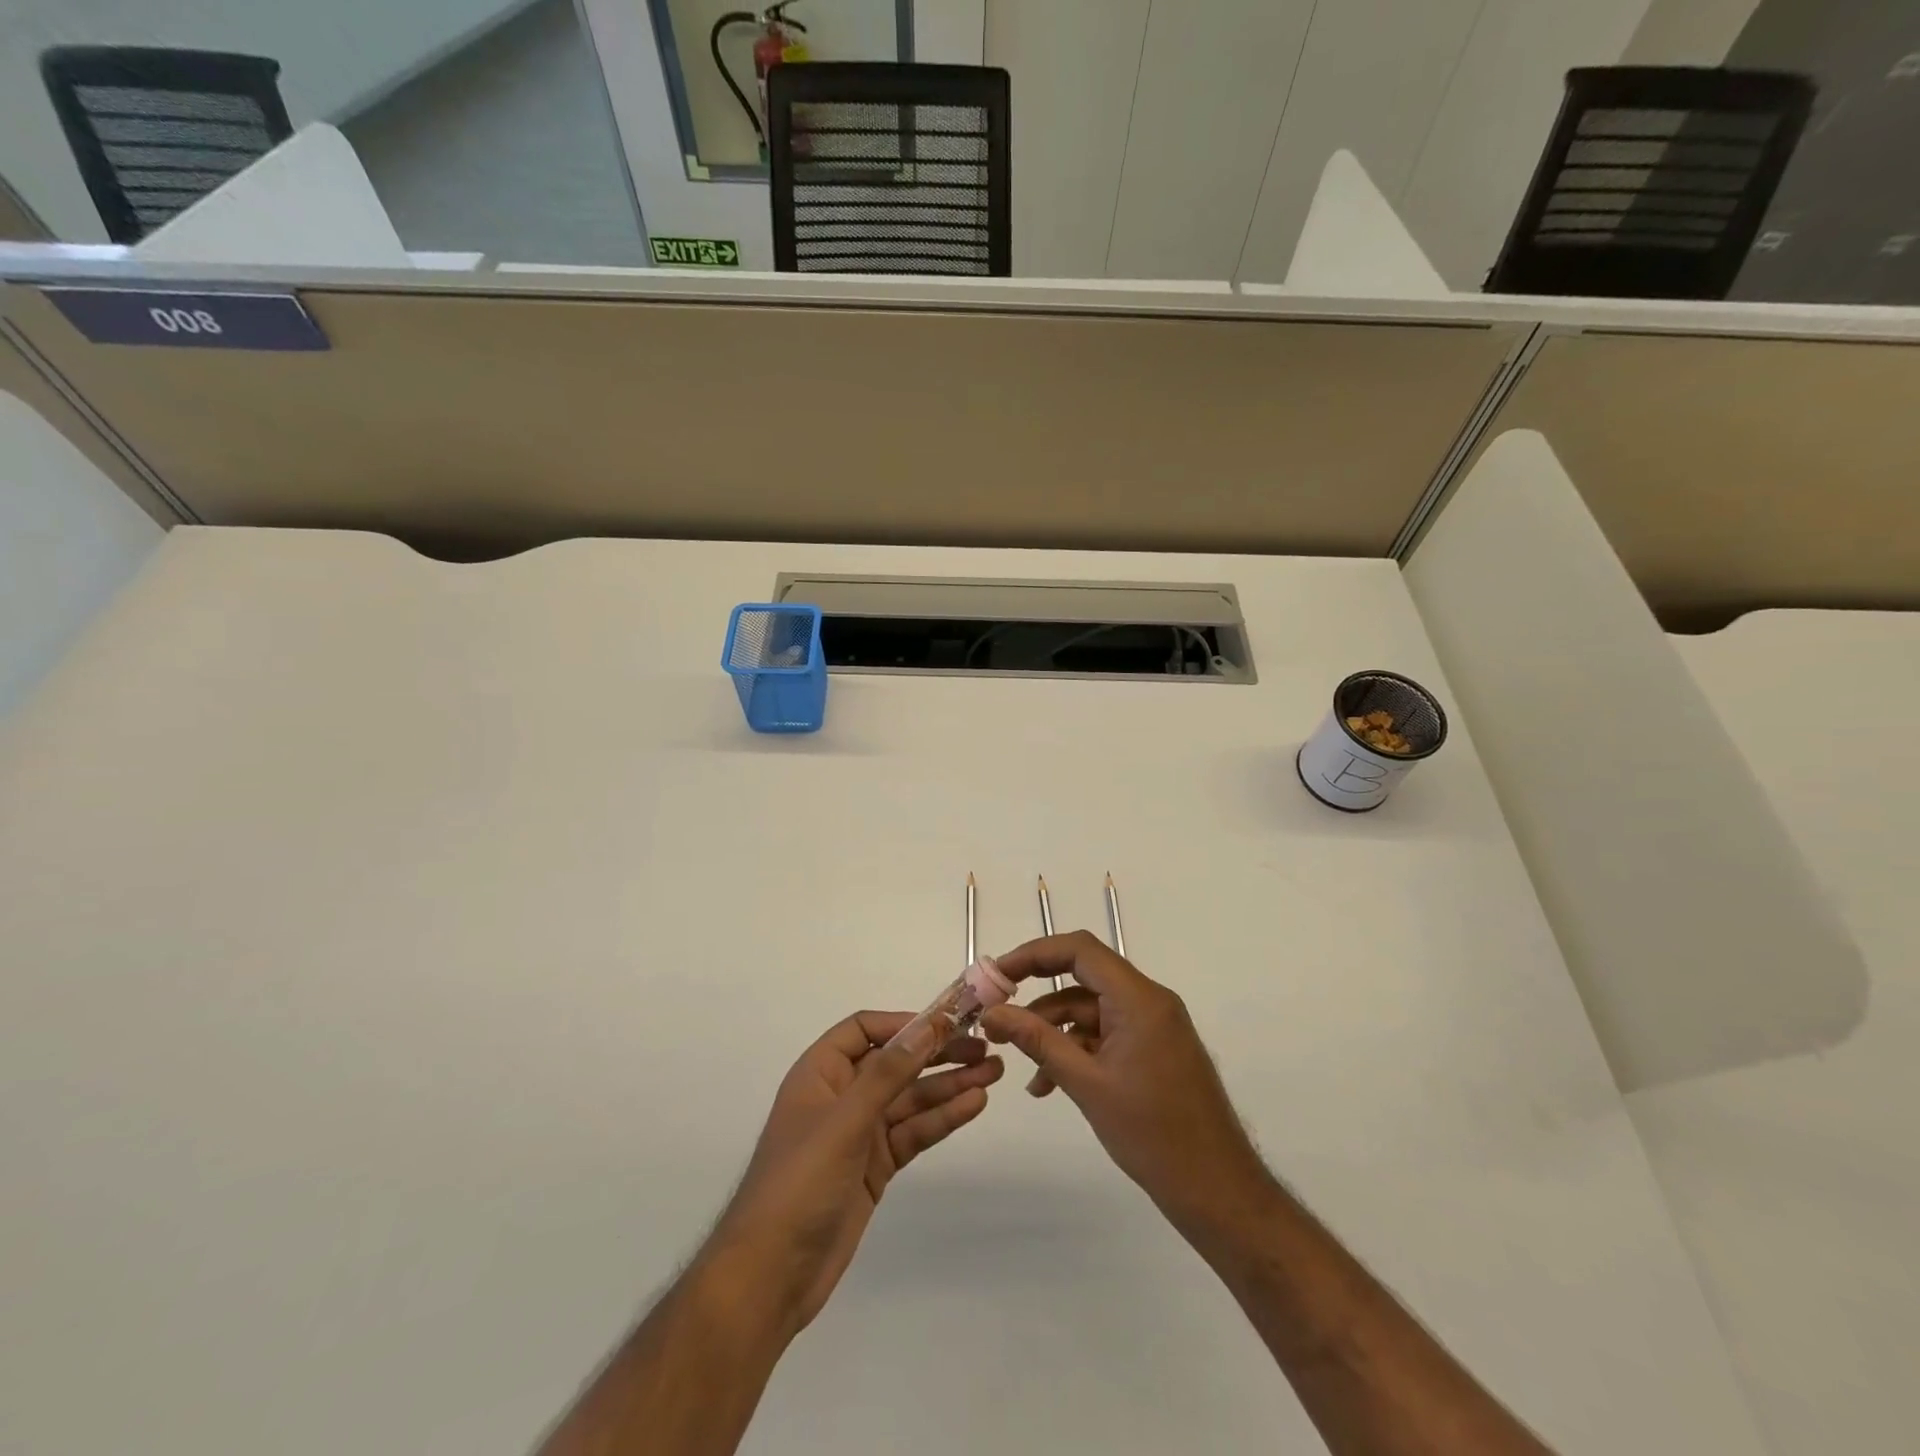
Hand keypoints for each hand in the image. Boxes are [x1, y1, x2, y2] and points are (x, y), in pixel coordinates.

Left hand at [706, 1009, 1001, 1334]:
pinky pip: (913, 1132)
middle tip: (985, 1048)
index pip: (865, 1030)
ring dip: (949, 1086)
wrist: (770, 1277)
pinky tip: (973, 1105)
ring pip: (910, 1099)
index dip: (905, 1023)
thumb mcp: (844, 1121)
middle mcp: (841, 1096)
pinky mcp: (875, 1167)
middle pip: (895, 1063)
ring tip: (993, 1074)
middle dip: (937, 1054)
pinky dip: (941, 1119)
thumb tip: (928, 1026)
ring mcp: (859, 1133)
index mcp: (820, 1073)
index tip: (947, 1023)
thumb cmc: (799, 1184)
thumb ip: (888, 1073)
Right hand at [980, 931, 1270, 1231]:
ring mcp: (1153, 1025)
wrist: (1216, 1189)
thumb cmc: (1152, 1133)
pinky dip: (1076, 1049)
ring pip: (1091, 1008)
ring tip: (1020, 1064)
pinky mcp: (1154, 1049)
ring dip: (1053, 1030)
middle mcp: (1149, 1000)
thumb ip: (1037, 1041)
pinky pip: (1106, 1033)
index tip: (998, 974)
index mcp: (1139, 998)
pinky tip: (1048, 1084)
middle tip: (998, 1010)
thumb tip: (991, 1013)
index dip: (1034, 954)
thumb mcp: (1085, 1083)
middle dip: (1037, 993)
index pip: (1080, 950)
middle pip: (1083, 976)